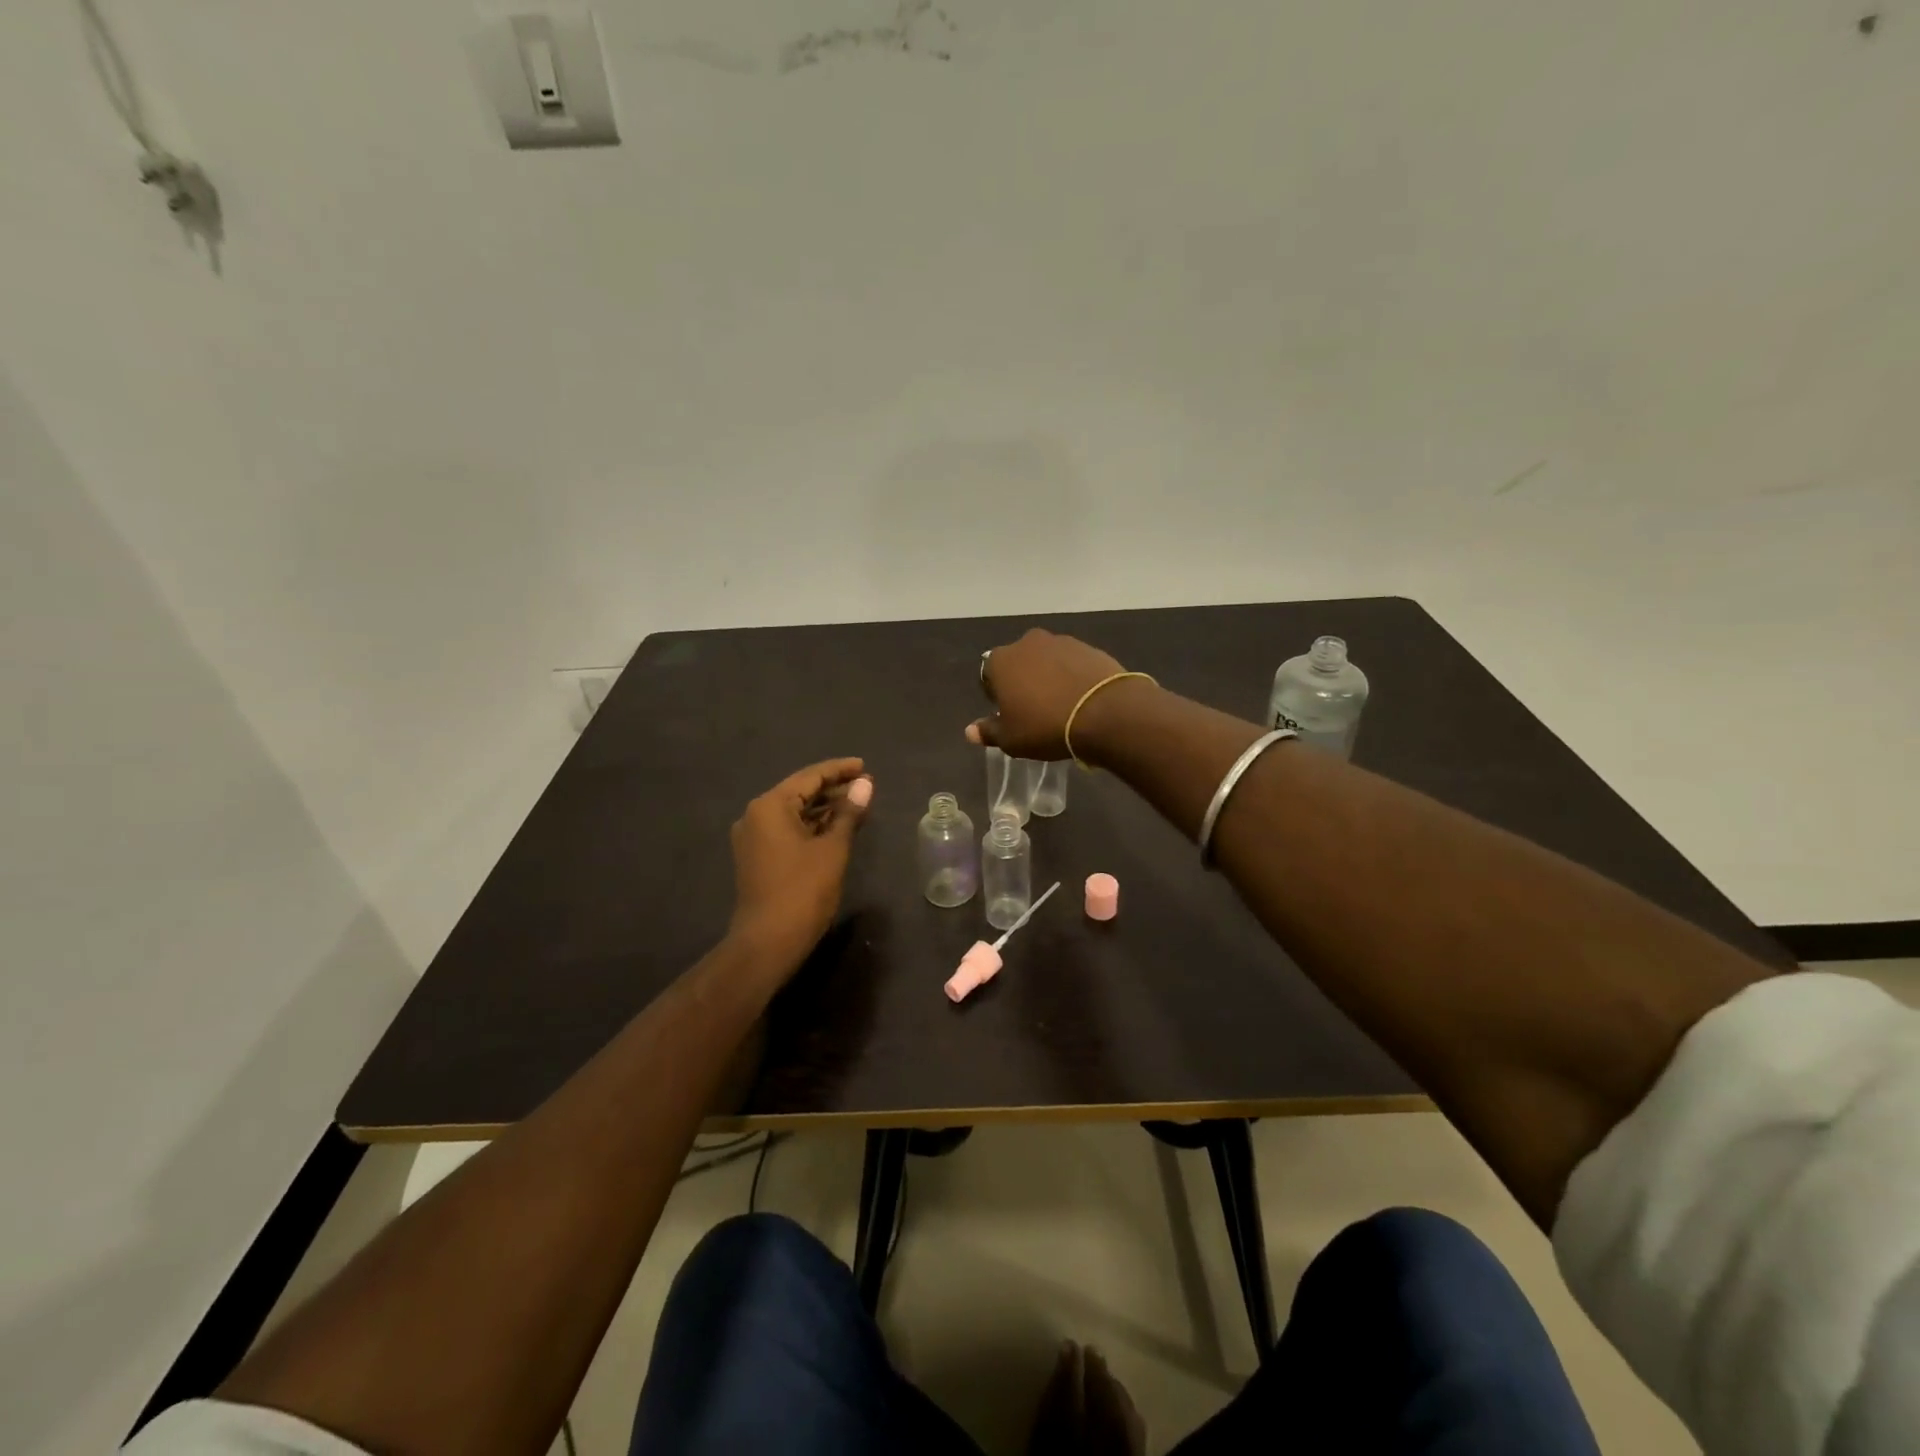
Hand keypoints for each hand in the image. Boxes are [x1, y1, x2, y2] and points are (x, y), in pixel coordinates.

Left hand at [727, 758, 873, 973]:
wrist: (768, 942)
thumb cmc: (803, 890)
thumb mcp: (833, 848)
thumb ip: (848, 813)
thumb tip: (865, 786)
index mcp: (770, 806)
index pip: (810, 777)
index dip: (840, 770)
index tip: (864, 766)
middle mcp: (756, 815)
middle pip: (800, 792)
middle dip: (834, 789)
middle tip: (867, 787)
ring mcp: (753, 838)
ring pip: (794, 812)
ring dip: (824, 808)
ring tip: (858, 805)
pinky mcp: (757, 857)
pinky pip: (788, 830)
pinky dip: (812, 826)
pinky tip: (837, 827)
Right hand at [967, 629, 1134, 759]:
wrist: (1103, 712)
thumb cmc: (1045, 726)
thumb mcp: (1011, 739)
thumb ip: (988, 731)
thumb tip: (970, 731)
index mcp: (1000, 661)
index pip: (988, 675)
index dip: (995, 695)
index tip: (1008, 713)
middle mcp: (1027, 643)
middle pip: (1018, 662)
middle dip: (1022, 680)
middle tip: (1034, 708)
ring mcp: (1060, 642)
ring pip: (1046, 660)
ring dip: (1048, 676)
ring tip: (1060, 703)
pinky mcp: (1088, 647)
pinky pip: (1072, 663)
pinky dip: (1072, 675)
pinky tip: (1080, 697)